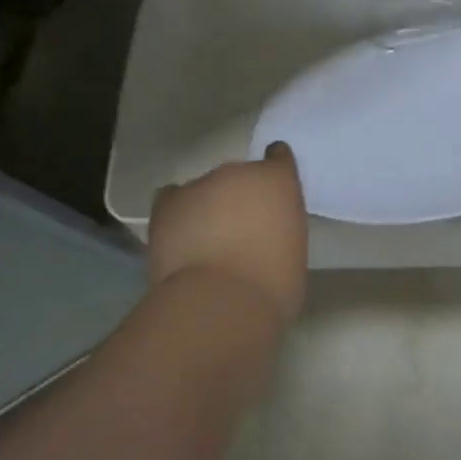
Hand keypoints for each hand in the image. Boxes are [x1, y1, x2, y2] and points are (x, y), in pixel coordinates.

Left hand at [148, 143, 308, 321]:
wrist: (221, 302)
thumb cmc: (272, 285)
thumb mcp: (293, 252)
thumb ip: (279, 229)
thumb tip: (264, 236)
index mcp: (278, 181)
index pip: (278, 158)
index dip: (274, 171)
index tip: (271, 191)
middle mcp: (238, 173)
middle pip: (237, 177)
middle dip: (237, 199)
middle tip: (237, 232)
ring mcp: (199, 185)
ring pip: (204, 190)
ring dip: (206, 209)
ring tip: (204, 242)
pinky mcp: (167, 204)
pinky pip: (172, 199)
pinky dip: (177, 214)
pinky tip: (179, 236)